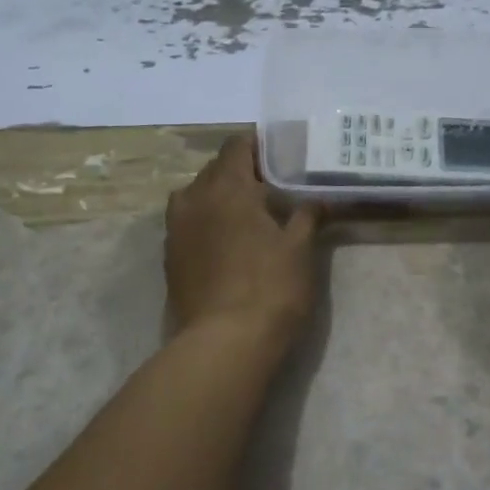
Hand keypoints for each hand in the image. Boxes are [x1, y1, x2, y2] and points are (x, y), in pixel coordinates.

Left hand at [165, 134, 320, 344]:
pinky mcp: (170, 257)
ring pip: (197, 196)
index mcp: (226, 187)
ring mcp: (176, 229)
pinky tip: (228, 241)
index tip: (280, 154)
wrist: (224, 344)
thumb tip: (319, 200)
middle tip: (272, 186)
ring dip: (220, 197)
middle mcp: (193, 199)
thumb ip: (307, 216)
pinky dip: (207, 222)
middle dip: (241, 172)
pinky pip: (188, 223)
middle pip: (216, 169)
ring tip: (248, 214)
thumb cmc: (270, 288)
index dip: (258, 145)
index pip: (237, 146)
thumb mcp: (300, 249)